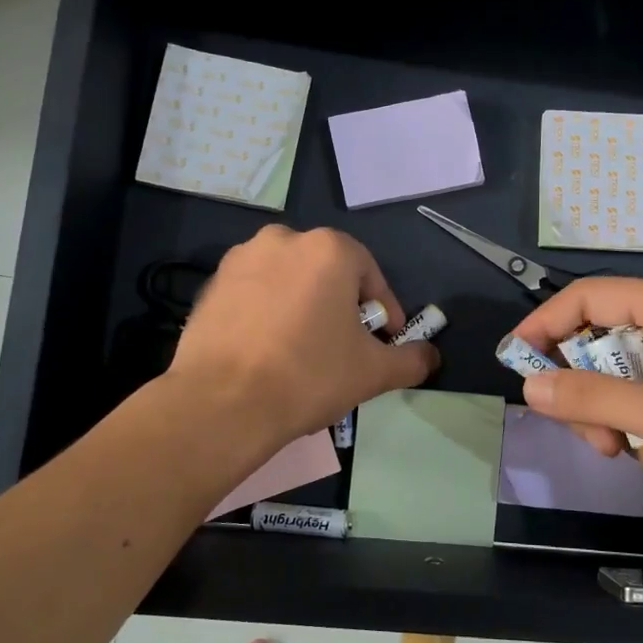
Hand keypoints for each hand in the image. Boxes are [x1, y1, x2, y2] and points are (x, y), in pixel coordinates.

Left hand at [169, 226, 437, 448]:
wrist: (222, 402)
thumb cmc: (309, 375)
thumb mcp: (374, 372)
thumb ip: (411, 359)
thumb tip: (431, 356)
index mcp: (329, 249)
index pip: (370, 276)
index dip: (383, 312)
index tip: (383, 343)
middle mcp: (283, 239)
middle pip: (327, 274)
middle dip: (341, 307)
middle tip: (344, 348)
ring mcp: (241, 259)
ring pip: (288, 282)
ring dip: (302, 308)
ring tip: (303, 352)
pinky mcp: (211, 285)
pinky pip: (254, 295)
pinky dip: (267, 315)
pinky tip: (267, 352)